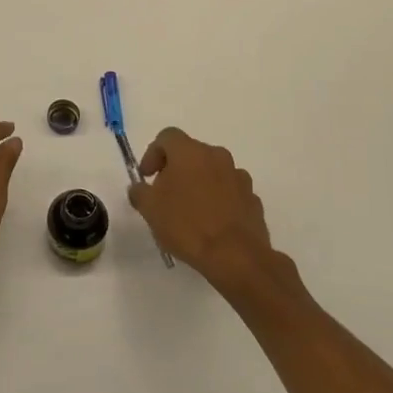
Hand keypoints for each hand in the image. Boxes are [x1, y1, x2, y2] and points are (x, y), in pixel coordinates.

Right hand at [128, 128, 281, 292]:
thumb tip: (139, 188)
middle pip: (191, 153)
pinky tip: (211, 223)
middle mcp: (217, 156)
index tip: (147, 177)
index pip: (167, 137)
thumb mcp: (150, 209)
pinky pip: (229, 191)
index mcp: (190, 152)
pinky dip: (218, 200)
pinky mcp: (252, 199)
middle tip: (165, 194)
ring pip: (212, 172)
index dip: (153, 153)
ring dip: (199, 184)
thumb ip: (140, 192)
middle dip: (176, 169)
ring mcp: (239, 177)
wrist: (235, 256)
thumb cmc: (187, 225)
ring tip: (189, 211)